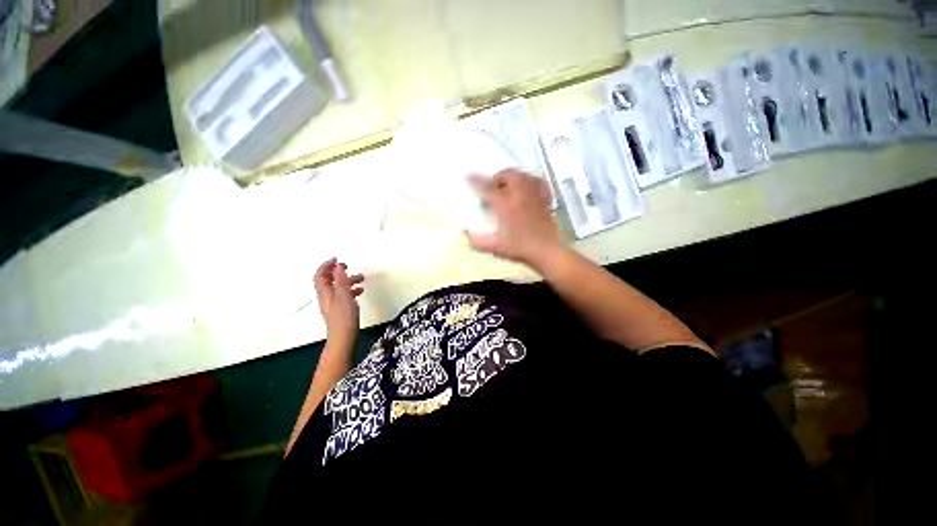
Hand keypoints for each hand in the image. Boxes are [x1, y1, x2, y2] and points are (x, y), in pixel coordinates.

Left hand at [314, 258, 363, 343]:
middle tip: (346, 266)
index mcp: (325, 293)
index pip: (320, 275)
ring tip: (360, 279)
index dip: (326, 266)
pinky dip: (351, 290)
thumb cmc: (343, 317)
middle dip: (337, 272)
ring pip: (338, 287)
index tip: (335, 259)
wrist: (344, 336)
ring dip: (347, 280)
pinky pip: (344, 295)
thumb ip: (342, 280)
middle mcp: (327, 297)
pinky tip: (359, 292)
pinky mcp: (340, 310)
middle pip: (329, 280)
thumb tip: (338, 267)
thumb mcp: (344, 295)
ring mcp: (333, 304)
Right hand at [465, 169, 564, 270]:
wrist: (546, 252)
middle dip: (497, 177)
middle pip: (508, 175)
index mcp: (506, 205)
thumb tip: (466, 232)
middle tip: (492, 188)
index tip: (468, 176)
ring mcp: (534, 195)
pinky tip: (527, 187)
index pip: (487, 188)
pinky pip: (538, 182)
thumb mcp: (495, 247)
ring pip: (523, 175)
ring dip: (512, 176)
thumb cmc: (520, 249)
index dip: (476, 181)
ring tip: (507, 186)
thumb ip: (478, 240)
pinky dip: (530, 180)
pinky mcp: (545, 199)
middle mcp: (520, 195)